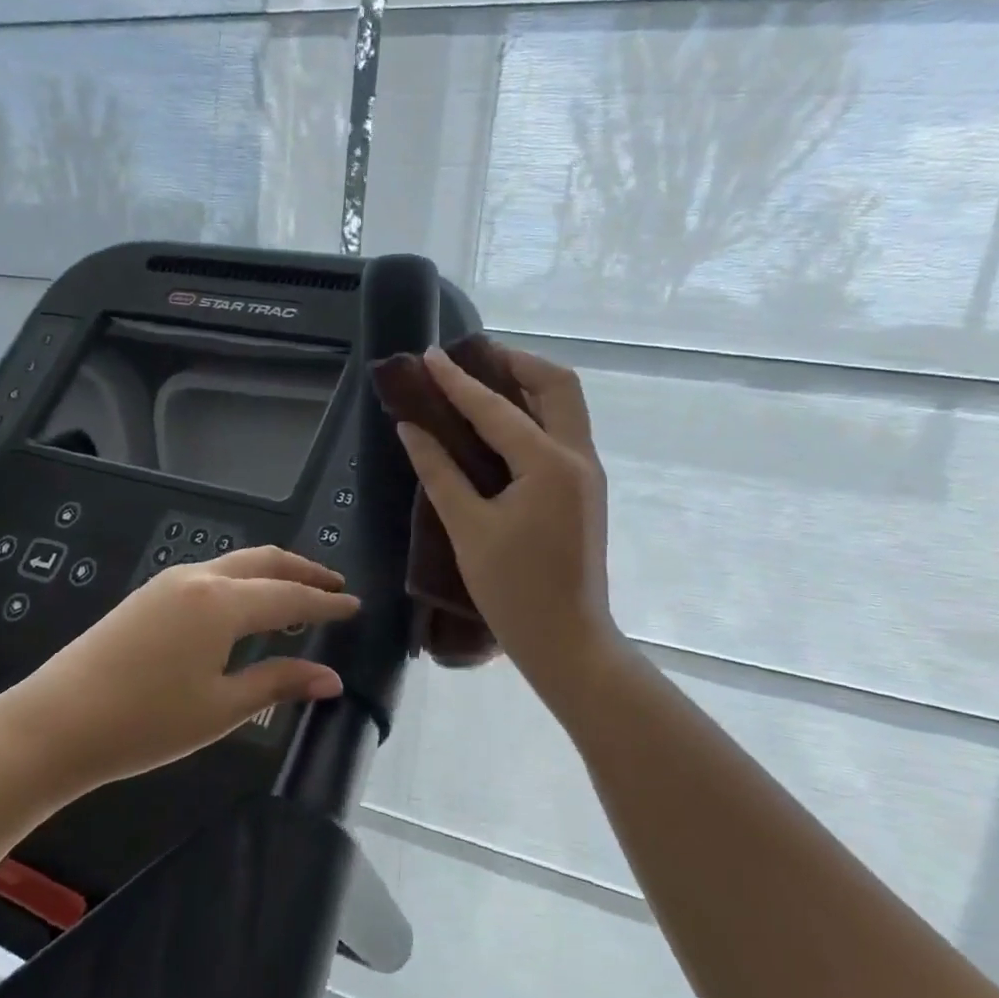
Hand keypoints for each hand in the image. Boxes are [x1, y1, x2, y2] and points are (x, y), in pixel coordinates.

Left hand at [0, 546, 358, 795]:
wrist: (55, 724)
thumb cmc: (146, 722)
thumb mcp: (221, 708)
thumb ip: (279, 683)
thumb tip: (331, 678)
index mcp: (222, 603)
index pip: (290, 596)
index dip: (326, 602)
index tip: (355, 605)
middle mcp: (198, 579)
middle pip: (264, 562)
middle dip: (303, 571)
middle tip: (334, 586)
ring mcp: (168, 582)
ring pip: (235, 563)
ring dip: (271, 573)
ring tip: (296, 594)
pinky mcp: (148, 595)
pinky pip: (211, 574)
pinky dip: (242, 581)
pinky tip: (245, 607)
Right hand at [394, 346, 623, 688]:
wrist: (568, 641)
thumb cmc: (513, 591)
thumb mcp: (468, 529)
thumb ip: (439, 472)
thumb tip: (411, 428)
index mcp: (549, 464)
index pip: (496, 409)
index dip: (457, 382)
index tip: (430, 357)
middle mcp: (577, 457)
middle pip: (557, 385)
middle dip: (515, 364)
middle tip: (473, 359)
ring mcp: (587, 473)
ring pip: (566, 406)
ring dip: (528, 386)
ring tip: (485, 382)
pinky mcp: (584, 490)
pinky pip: (563, 432)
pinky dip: (535, 415)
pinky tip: (502, 427)